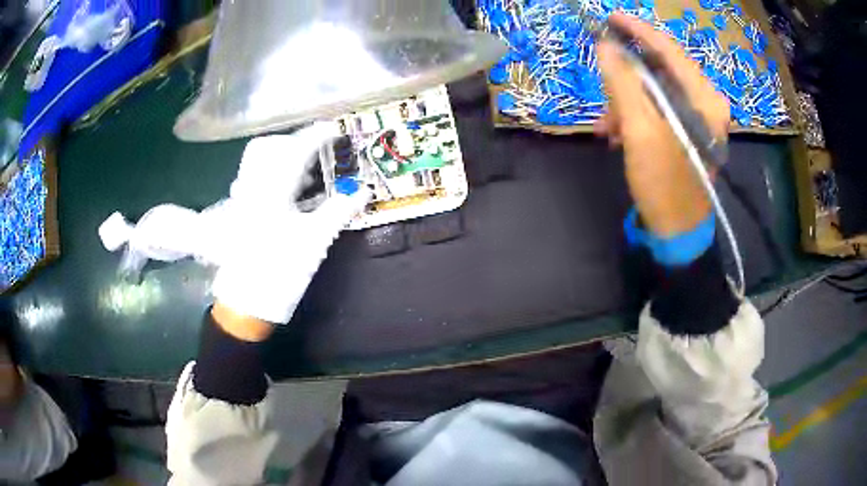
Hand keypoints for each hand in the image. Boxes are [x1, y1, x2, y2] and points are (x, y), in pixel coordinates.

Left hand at [212, 124, 369, 325]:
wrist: (246, 302)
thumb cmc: (280, 271)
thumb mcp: (315, 241)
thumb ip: (338, 211)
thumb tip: (363, 190)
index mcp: (272, 189)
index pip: (296, 150)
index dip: (318, 136)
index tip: (336, 129)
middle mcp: (253, 186)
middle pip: (271, 147)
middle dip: (296, 142)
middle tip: (319, 151)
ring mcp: (243, 198)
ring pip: (261, 162)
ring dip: (286, 158)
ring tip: (309, 173)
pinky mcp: (240, 211)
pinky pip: (257, 178)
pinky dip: (276, 175)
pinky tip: (291, 193)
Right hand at [595, 14, 729, 237]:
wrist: (677, 232)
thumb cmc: (665, 184)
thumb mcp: (641, 131)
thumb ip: (623, 83)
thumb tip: (605, 46)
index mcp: (705, 99)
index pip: (670, 50)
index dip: (639, 31)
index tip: (609, 17)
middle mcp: (705, 103)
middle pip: (660, 70)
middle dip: (626, 78)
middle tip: (602, 88)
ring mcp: (696, 118)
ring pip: (654, 90)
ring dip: (625, 102)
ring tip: (606, 126)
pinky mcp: (685, 130)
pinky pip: (655, 108)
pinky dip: (633, 116)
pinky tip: (617, 134)